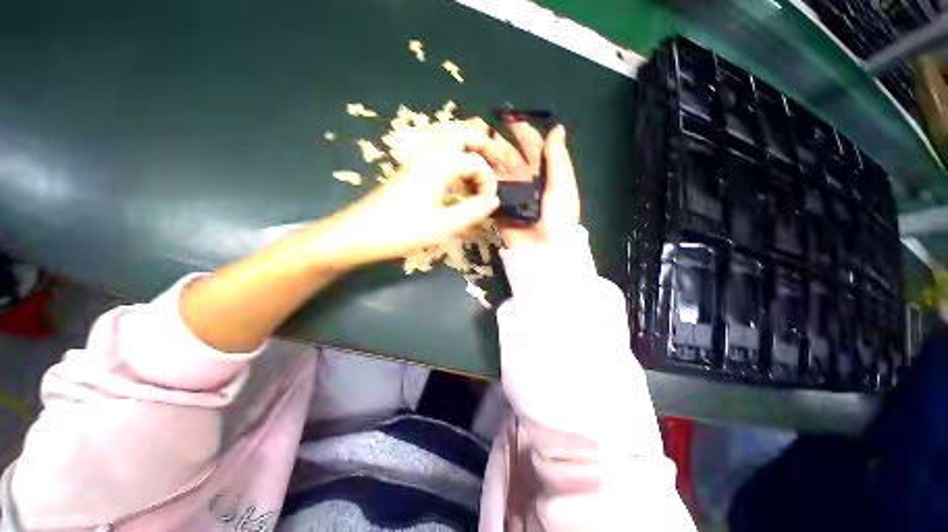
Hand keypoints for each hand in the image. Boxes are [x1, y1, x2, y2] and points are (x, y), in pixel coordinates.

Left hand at [312, 121, 500, 268]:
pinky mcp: (411, 172)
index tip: (490, 203)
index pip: (475, 161)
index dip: (489, 180)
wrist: (357, 235)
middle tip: (501, 164)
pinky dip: (456, 158)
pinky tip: (460, 179)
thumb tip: (494, 200)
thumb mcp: (441, 226)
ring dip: (470, 149)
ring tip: (483, 169)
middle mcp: (427, 156)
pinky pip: (439, 154)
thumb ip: (472, 211)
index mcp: (437, 166)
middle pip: (461, 133)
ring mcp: (416, 162)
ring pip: (448, 140)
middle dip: (485, 145)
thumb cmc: (399, 231)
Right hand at [477, 121, 580, 247]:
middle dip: (497, 144)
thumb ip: (557, 159)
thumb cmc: (558, 216)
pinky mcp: (498, 207)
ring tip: (470, 148)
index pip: (533, 147)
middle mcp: (526, 180)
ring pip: (496, 172)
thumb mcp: (562, 187)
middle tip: (481, 131)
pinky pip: (488, 192)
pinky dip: (479, 182)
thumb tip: (557, 128)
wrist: (544, 249)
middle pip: (510, 157)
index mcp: (544, 173)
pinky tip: (467, 170)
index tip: (510, 118)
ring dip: (485, 161)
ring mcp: (511, 194)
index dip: (523, 131)